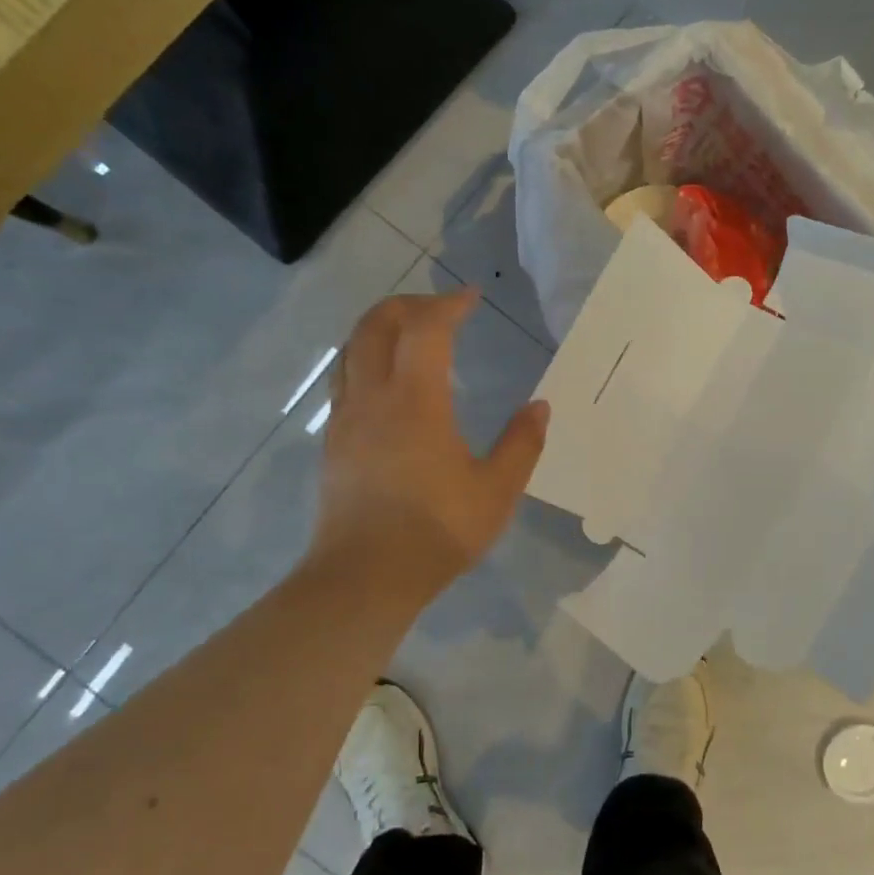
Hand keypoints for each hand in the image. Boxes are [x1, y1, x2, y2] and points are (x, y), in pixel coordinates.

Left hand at [309, 289, 548, 599]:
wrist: (364, 578)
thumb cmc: (436, 531)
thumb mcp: (496, 491)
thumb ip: (521, 444)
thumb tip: (539, 407)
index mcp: (415, 401)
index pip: (426, 329)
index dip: (449, 305)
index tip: (472, 297)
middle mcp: (373, 398)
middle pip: (376, 325)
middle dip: (408, 305)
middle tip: (441, 310)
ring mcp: (346, 419)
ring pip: (352, 349)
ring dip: (380, 327)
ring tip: (411, 334)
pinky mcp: (334, 442)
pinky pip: (344, 379)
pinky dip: (366, 358)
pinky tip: (387, 383)